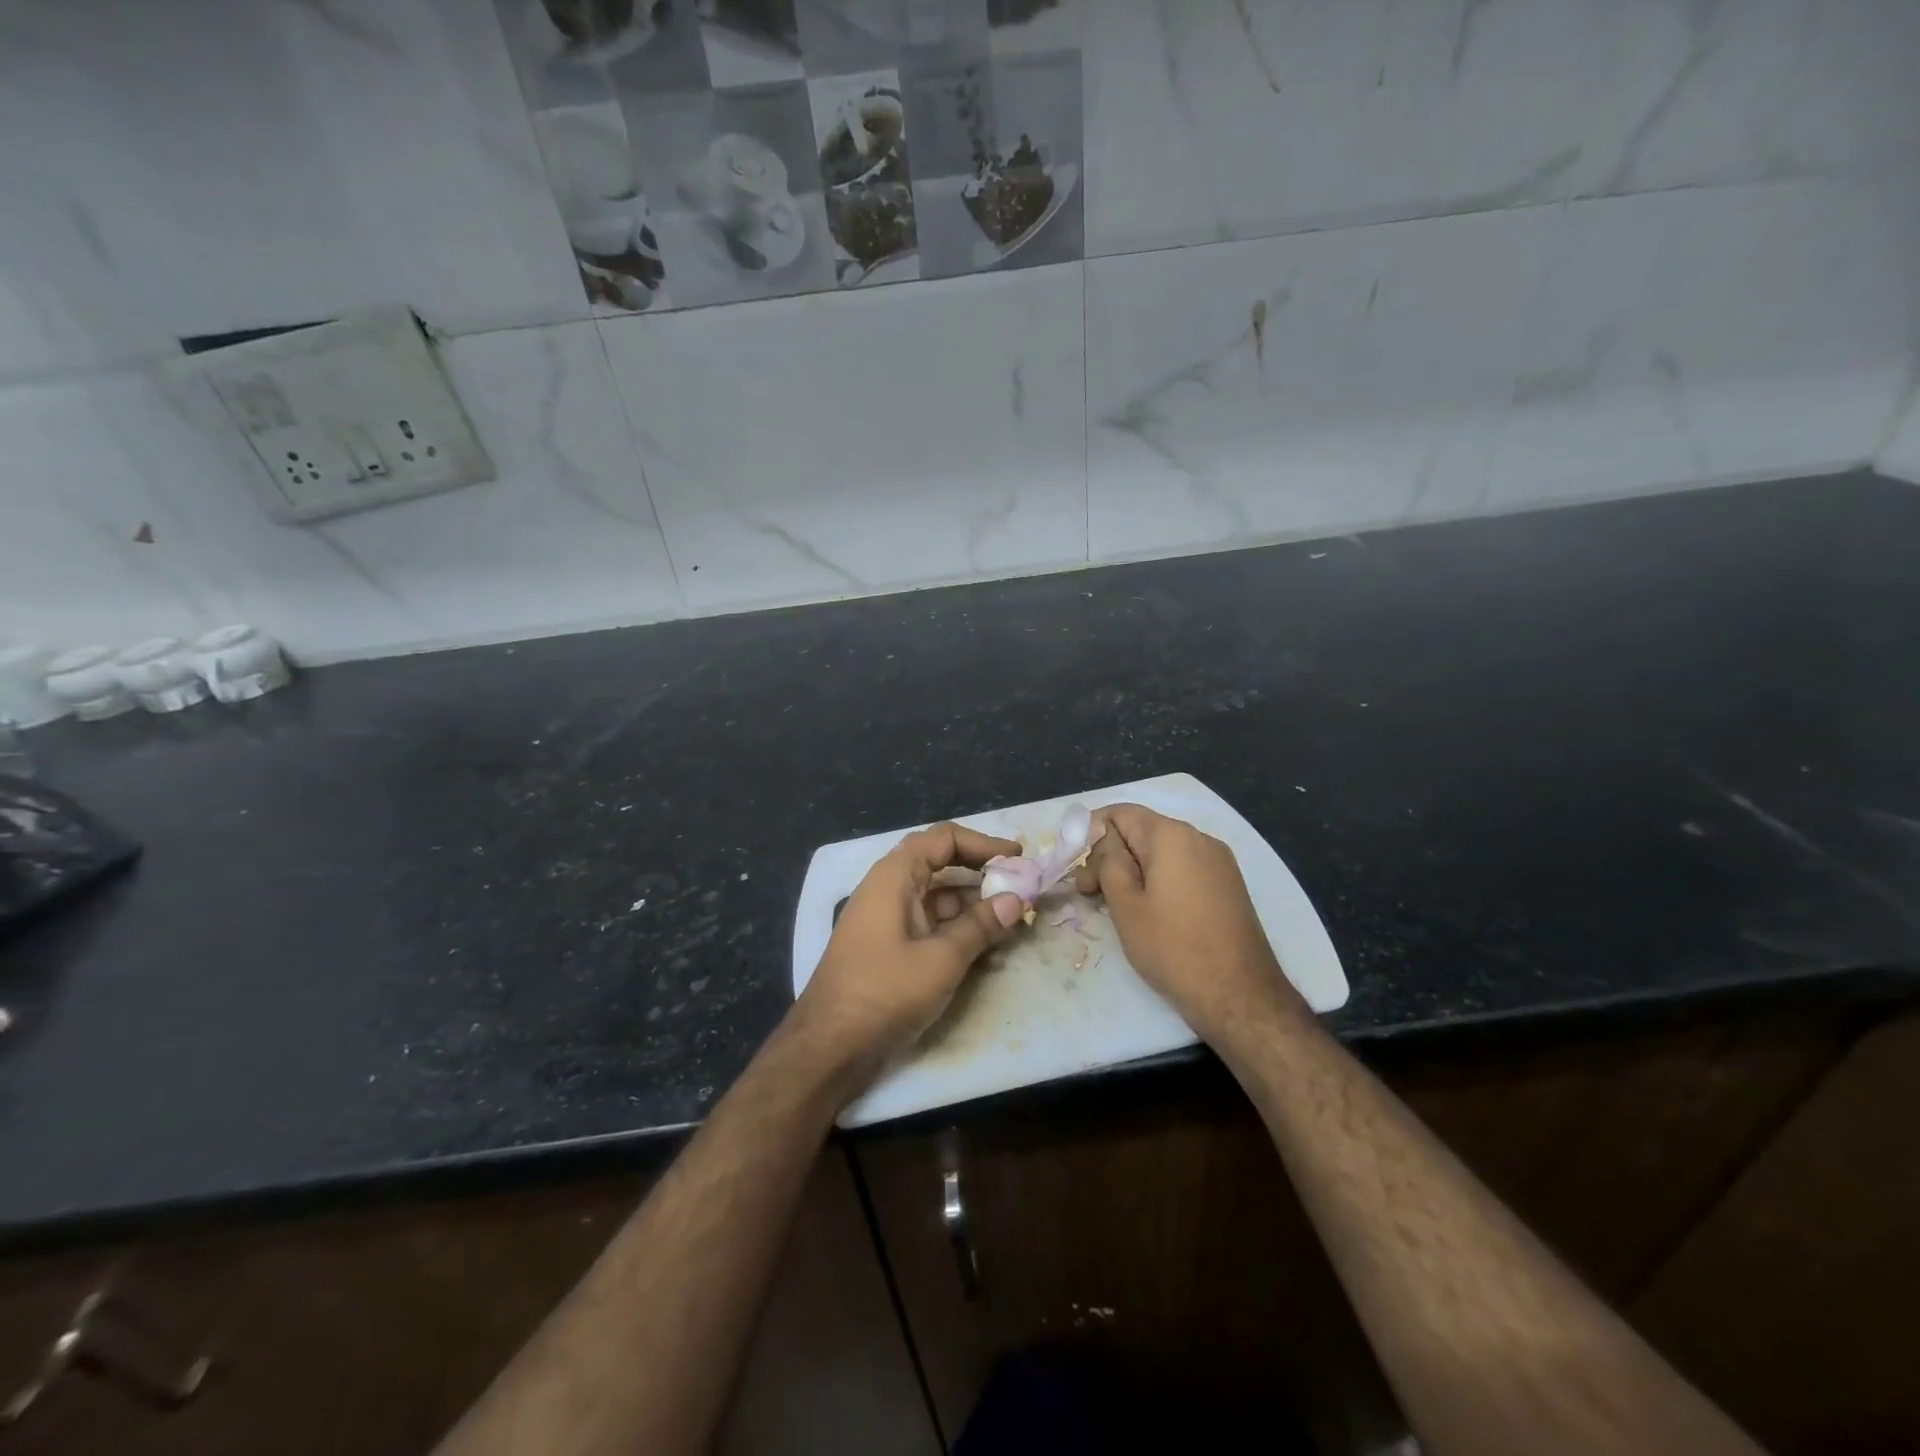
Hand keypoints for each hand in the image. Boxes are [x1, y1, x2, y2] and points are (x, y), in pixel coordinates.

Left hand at [794, 822, 1025, 1093]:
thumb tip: (1016, 900)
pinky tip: (988, 948)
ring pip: (939, 899)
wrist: (829, 1047)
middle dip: (982, 874)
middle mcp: (889, 889)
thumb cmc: (884, 991)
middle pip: (941, 865)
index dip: (982, 843)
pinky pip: (931, 926)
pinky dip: (959, 930)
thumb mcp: (941, 959)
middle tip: (1021, 887)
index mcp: (894, 876)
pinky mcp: (890, 949)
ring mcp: (888, 920)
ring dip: (974, 906)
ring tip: (1014, 920)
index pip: (943, 839)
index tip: (1017, 858)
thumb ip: (980, 926)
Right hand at [1075, 804, 1307, 1043]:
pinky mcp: (1227, 884)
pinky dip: (1158, 879)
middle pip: (1141, 831)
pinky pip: (1182, 867)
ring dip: (1132, 869)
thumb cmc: (1173, 948)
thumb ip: (1108, 861)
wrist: (1240, 995)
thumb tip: (1103, 839)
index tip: (1074, 865)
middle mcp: (1199, 837)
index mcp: (1171, 835)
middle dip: (1110, 855)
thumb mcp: (1126, 904)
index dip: (1090, 832)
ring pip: (1161, 851)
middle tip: (1088, 893)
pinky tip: (1148, 910)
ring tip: (1114, 904)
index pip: (1120, 813)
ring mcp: (1218, 861)